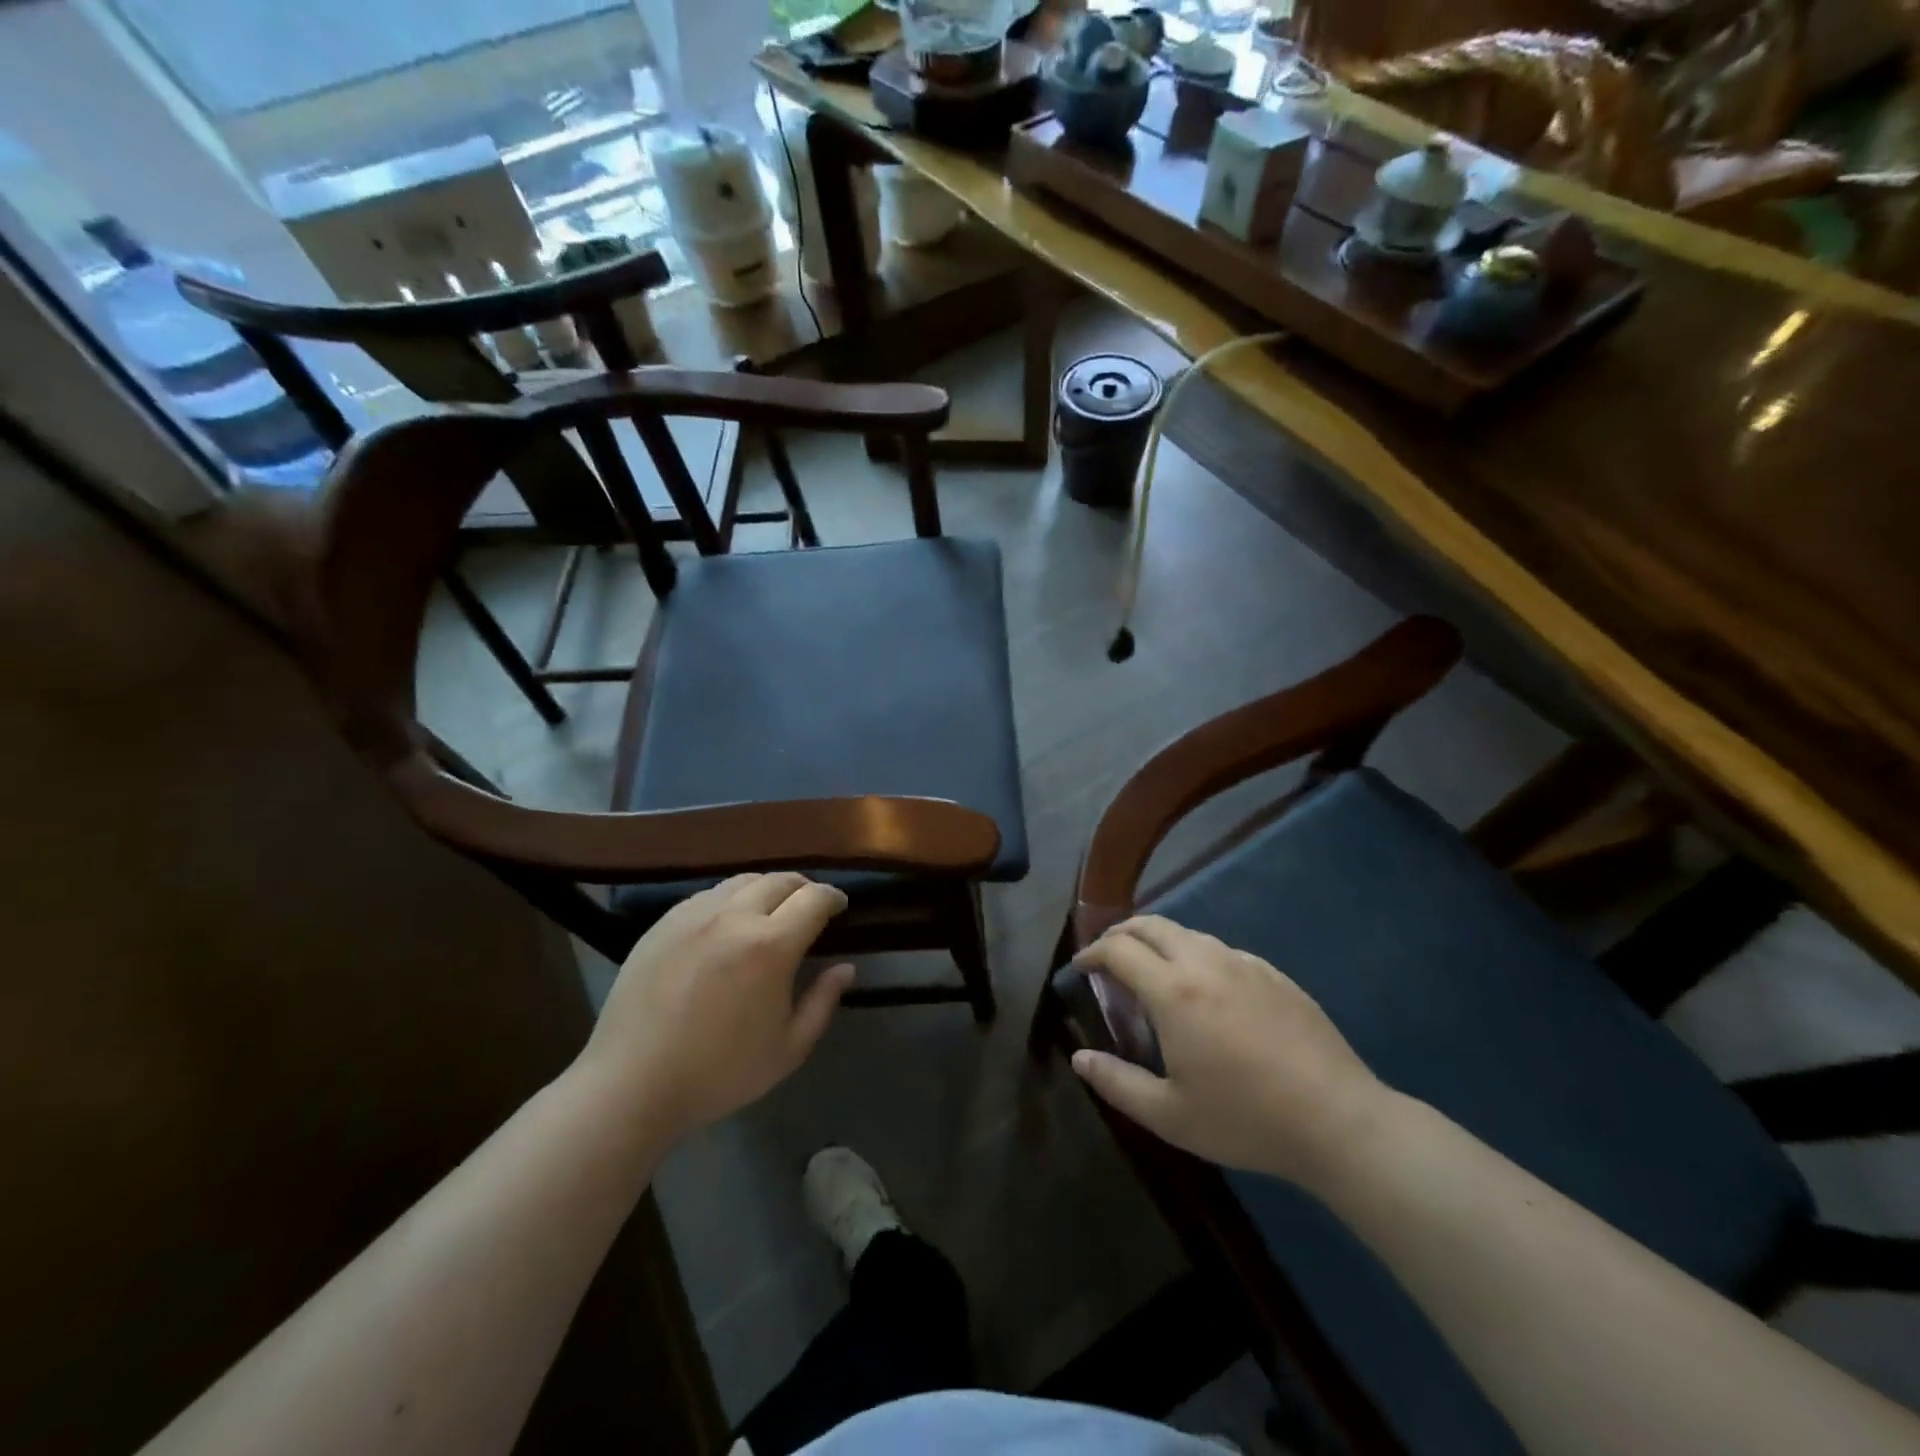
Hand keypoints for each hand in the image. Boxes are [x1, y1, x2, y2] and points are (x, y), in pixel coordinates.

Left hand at [576, 873, 854, 1141]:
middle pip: (780, 880)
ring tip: (771, 908)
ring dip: (767, 888)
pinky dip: (730, 898)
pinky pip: (708, 895)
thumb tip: (845, 968)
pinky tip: (728, 922)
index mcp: (771, 945)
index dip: (833, 897)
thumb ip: (823, 1002)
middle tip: (810, 905)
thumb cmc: (719, 1072)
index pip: (814, 899)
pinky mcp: (663, 923)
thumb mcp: (788, 1049)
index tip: (840, 907)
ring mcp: (694, 915)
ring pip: (742, 881)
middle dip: (803, 887)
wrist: (632, 1083)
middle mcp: (734, 916)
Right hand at [1070, 916, 1393, 1190]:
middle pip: (1152, 925)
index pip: (1119, 949)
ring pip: (1189, 934)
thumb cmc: (1245, 1119)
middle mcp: (1206, 963)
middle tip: (1107, 956)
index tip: (1080, 967)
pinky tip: (1205, 990)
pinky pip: (1222, 951)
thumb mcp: (1169, 1115)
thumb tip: (1079, 1058)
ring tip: (1151, 971)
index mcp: (1174, 991)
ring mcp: (1245, 964)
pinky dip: (1196, 956)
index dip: (1092, 953)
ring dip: (1159, 942)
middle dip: (1121, 933)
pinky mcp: (1274, 975)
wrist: (1338, 1121)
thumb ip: (1117, 1083)